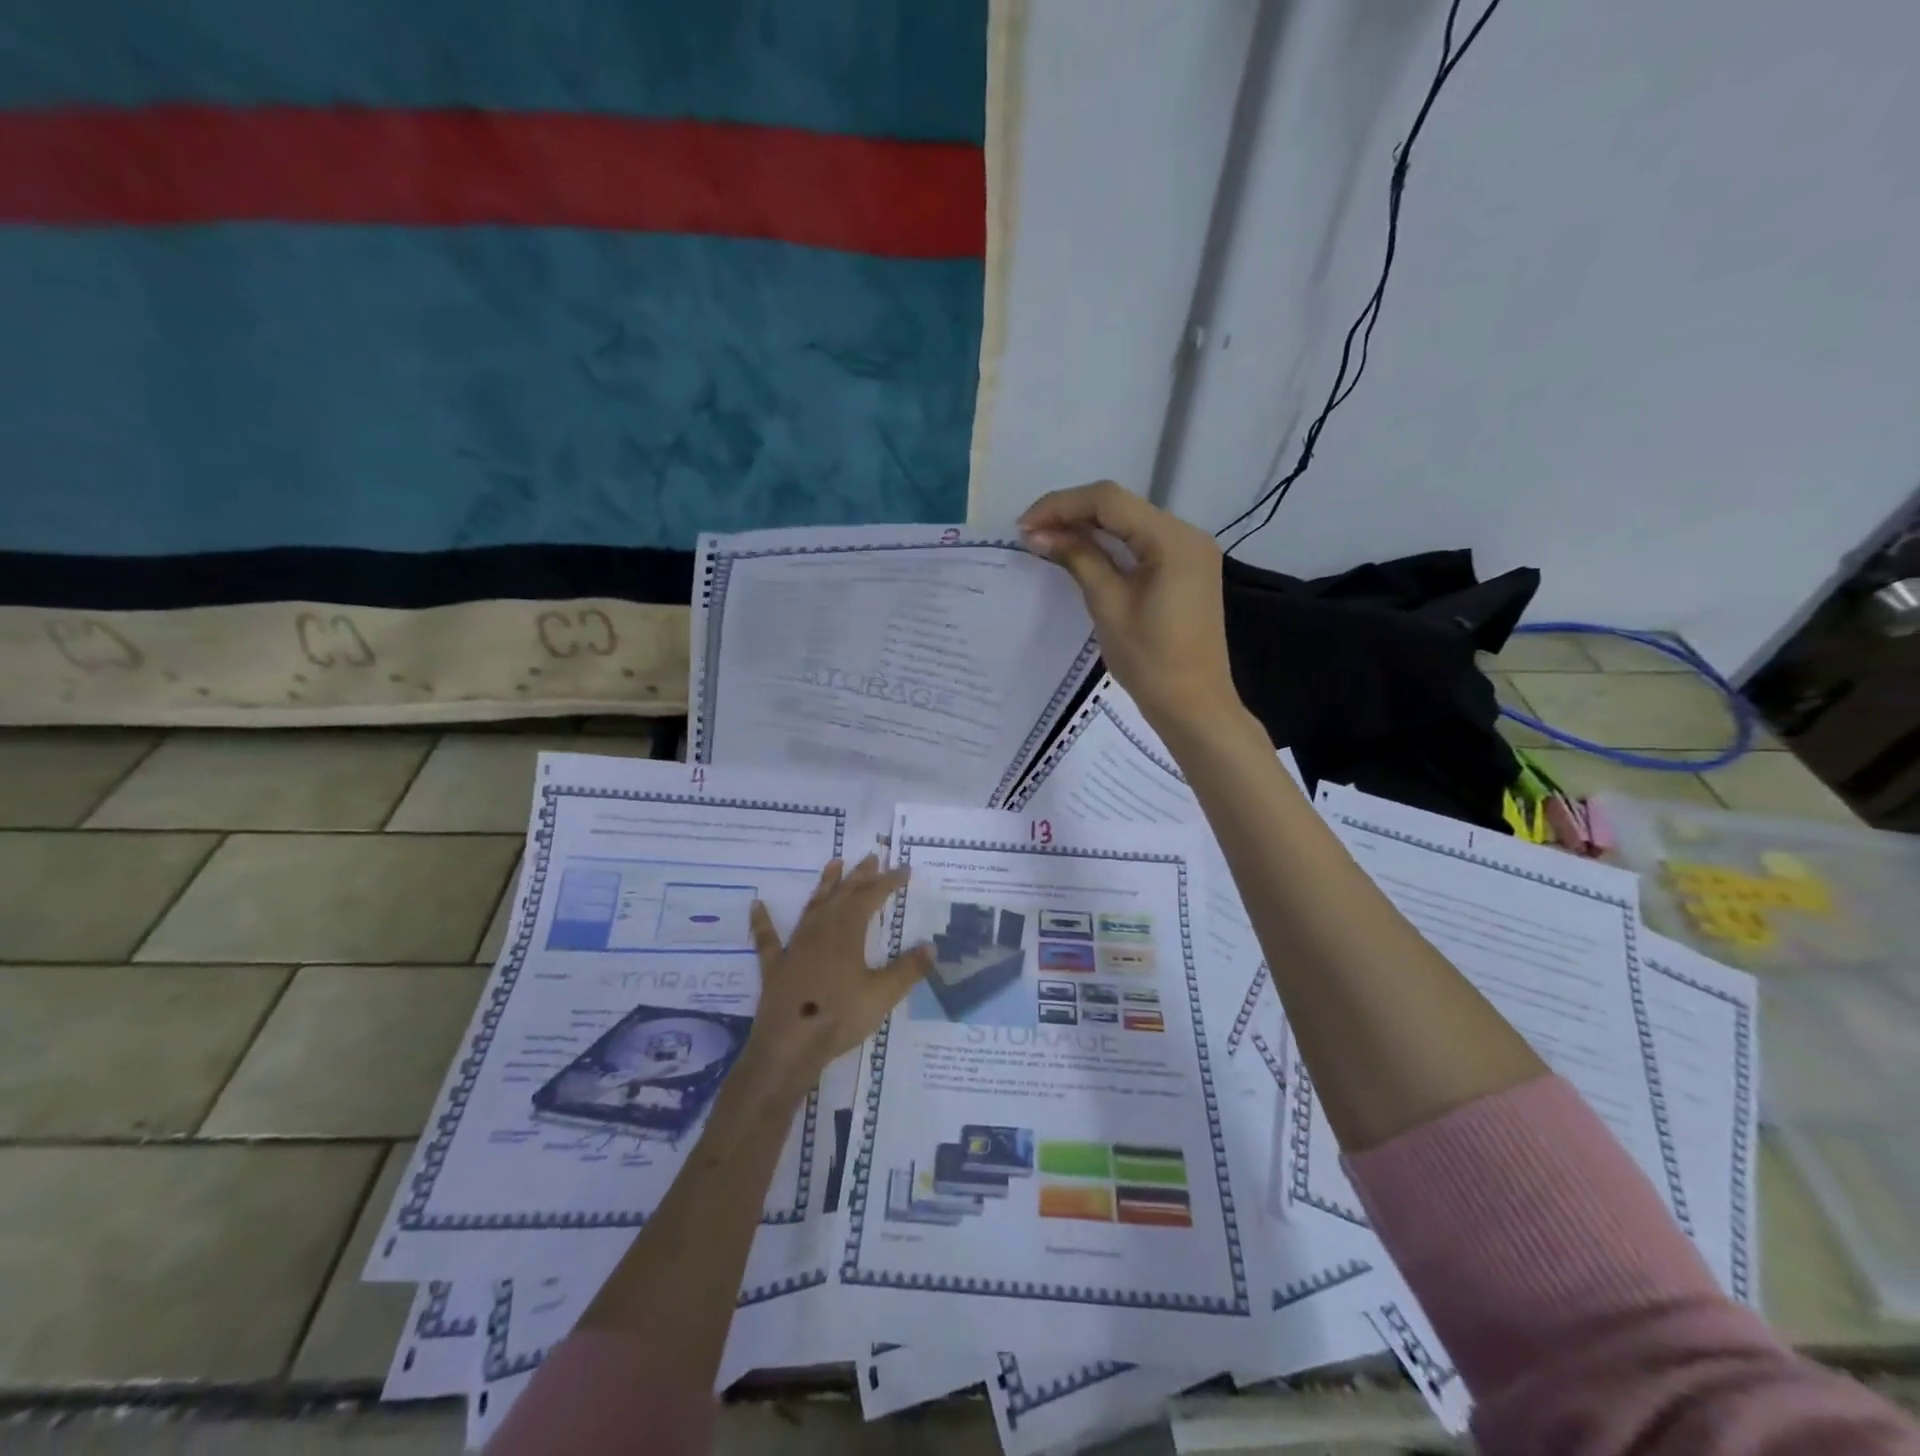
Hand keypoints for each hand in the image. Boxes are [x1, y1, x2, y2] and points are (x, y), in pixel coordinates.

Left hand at [735, 855, 930, 1104]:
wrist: (789, 1046)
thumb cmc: (839, 1017)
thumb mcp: (883, 995)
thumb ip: (908, 970)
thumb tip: (932, 946)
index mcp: (847, 933)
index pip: (871, 897)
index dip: (888, 882)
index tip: (904, 869)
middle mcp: (821, 931)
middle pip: (842, 895)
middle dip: (859, 876)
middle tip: (872, 857)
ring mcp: (795, 947)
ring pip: (812, 907)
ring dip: (825, 884)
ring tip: (834, 863)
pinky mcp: (775, 967)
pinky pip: (767, 939)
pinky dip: (762, 921)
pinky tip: (756, 905)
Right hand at [1019, 481, 1240, 732]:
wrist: (1194, 705)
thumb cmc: (1150, 661)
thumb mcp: (1108, 605)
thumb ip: (1078, 559)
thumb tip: (1038, 534)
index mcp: (1172, 539)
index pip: (1109, 501)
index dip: (1061, 506)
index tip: (1024, 527)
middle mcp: (1187, 534)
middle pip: (1121, 506)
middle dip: (1072, 514)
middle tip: (1031, 533)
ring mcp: (1191, 551)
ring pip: (1131, 522)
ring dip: (1089, 527)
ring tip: (1048, 541)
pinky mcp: (1187, 569)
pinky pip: (1143, 543)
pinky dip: (1111, 544)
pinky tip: (1082, 552)